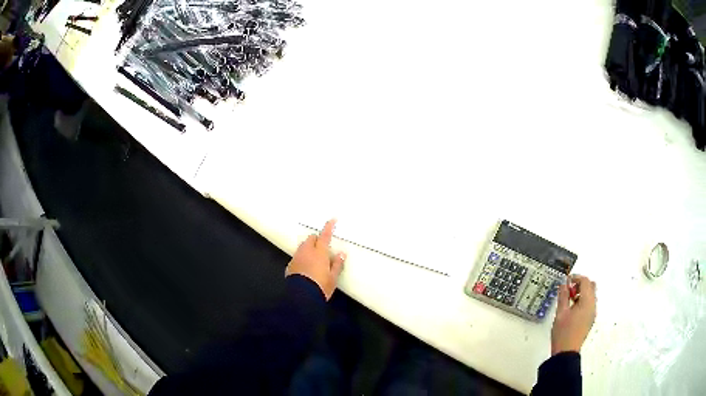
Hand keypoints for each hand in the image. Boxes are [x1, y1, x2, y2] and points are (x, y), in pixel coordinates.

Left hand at [286, 219, 345, 299]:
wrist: (302, 297)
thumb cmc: (321, 286)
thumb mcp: (333, 277)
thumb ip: (337, 264)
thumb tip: (341, 254)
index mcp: (319, 252)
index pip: (324, 235)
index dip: (328, 227)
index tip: (332, 219)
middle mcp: (306, 251)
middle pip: (311, 239)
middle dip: (316, 240)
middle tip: (323, 247)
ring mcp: (296, 258)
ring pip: (303, 247)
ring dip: (309, 248)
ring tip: (315, 258)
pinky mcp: (290, 265)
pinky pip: (297, 257)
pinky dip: (303, 258)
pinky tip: (306, 267)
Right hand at [550, 274, 596, 354]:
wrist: (566, 353)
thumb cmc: (563, 332)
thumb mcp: (560, 313)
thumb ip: (563, 296)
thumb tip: (564, 284)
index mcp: (587, 302)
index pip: (585, 281)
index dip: (576, 277)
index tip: (566, 281)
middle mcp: (593, 305)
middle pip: (591, 286)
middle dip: (580, 284)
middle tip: (568, 291)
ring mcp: (592, 313)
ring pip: (590, 295)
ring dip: (581, 293)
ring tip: (568, 301)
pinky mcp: (590, 319)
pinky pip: (589, 304)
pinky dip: (582, 301)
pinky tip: (572, 310)